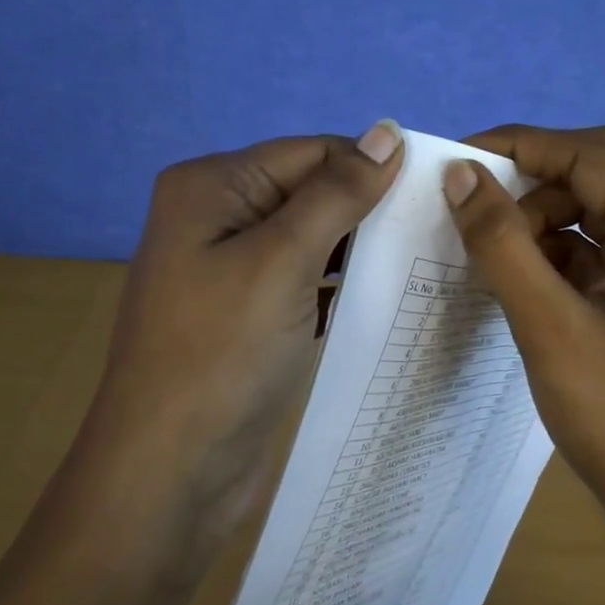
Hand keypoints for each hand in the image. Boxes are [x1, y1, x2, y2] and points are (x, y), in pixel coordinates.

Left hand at [68, 123, 404, 578]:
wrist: (168, 474)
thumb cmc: (221, 355)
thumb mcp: (283, 261)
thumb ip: (337, 193)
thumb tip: (388, 130)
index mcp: (212, 185)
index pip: (310, 152)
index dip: (370, 169)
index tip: (436, 195)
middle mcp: (216, 214)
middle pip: (309, 191)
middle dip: (366, 210)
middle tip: (436, 233)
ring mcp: (229, 266)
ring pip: (311, 236)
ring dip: (358, 247)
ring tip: (421, 261)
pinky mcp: (247, 311)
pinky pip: (303, 278)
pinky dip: (339, 282)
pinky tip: (382, 294)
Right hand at [441, 124, 604, 543]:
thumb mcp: (548, 324)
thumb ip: (500, 242)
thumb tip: (459, 173)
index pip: (591, 154)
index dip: (521, 146)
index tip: (459, 160)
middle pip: (600, 175)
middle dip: (533, 184)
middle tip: (474, 207)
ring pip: (598, 215)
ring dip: (542, 222)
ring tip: (491, 253)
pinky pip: (601, 254)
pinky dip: (558, 256)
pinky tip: (519, 279)